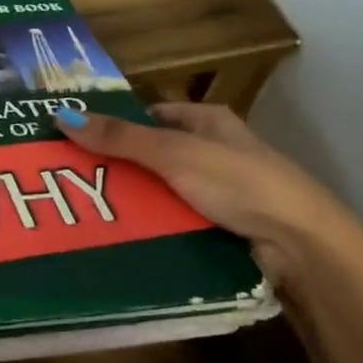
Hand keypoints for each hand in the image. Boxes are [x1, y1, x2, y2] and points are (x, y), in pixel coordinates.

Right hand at [53, 103, 356, 283]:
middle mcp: (213, 152)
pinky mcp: (218, 228)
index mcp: (209, 122)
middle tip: (72, 179)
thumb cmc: (240, 183)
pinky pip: (172, 222)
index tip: (78, 139)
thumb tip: (61, 116)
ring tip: (85, 210)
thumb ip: (121, 138)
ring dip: (132, 201)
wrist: (301, 246)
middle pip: (152, 156)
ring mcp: (218, 193)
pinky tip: (119, 236)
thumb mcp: (174, 153)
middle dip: (119, 168)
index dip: (117, 125)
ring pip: (160, 192)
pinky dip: (150, 227)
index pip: (152, 116)